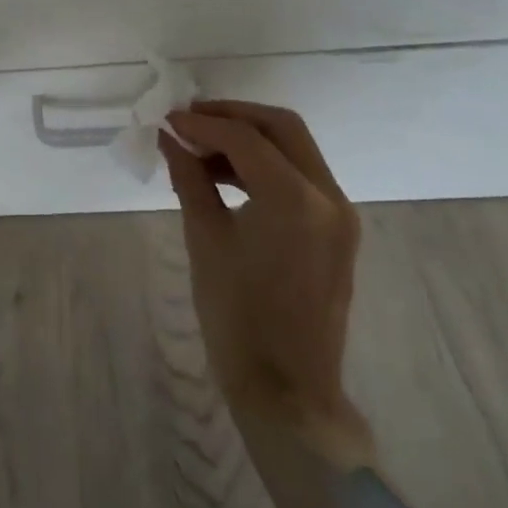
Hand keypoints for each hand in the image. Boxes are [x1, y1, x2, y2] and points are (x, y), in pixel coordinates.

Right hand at [160, 101, 378, 507]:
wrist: (288, 391)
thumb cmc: (237, 317)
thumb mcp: (205, 239)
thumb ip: (189, 178)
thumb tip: (170, 138)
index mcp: (295, 200)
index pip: (245, 138)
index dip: (202, 123)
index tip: (168, 121)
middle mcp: (328, 196)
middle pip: (281, 127)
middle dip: (233, 116)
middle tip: (190, 119)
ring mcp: (339, 213)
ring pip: (294, 148)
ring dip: (249, 139)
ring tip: (201, 148)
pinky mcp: (338, 229)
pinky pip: (301, 176)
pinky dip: (266, 164)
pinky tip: (226, 175)